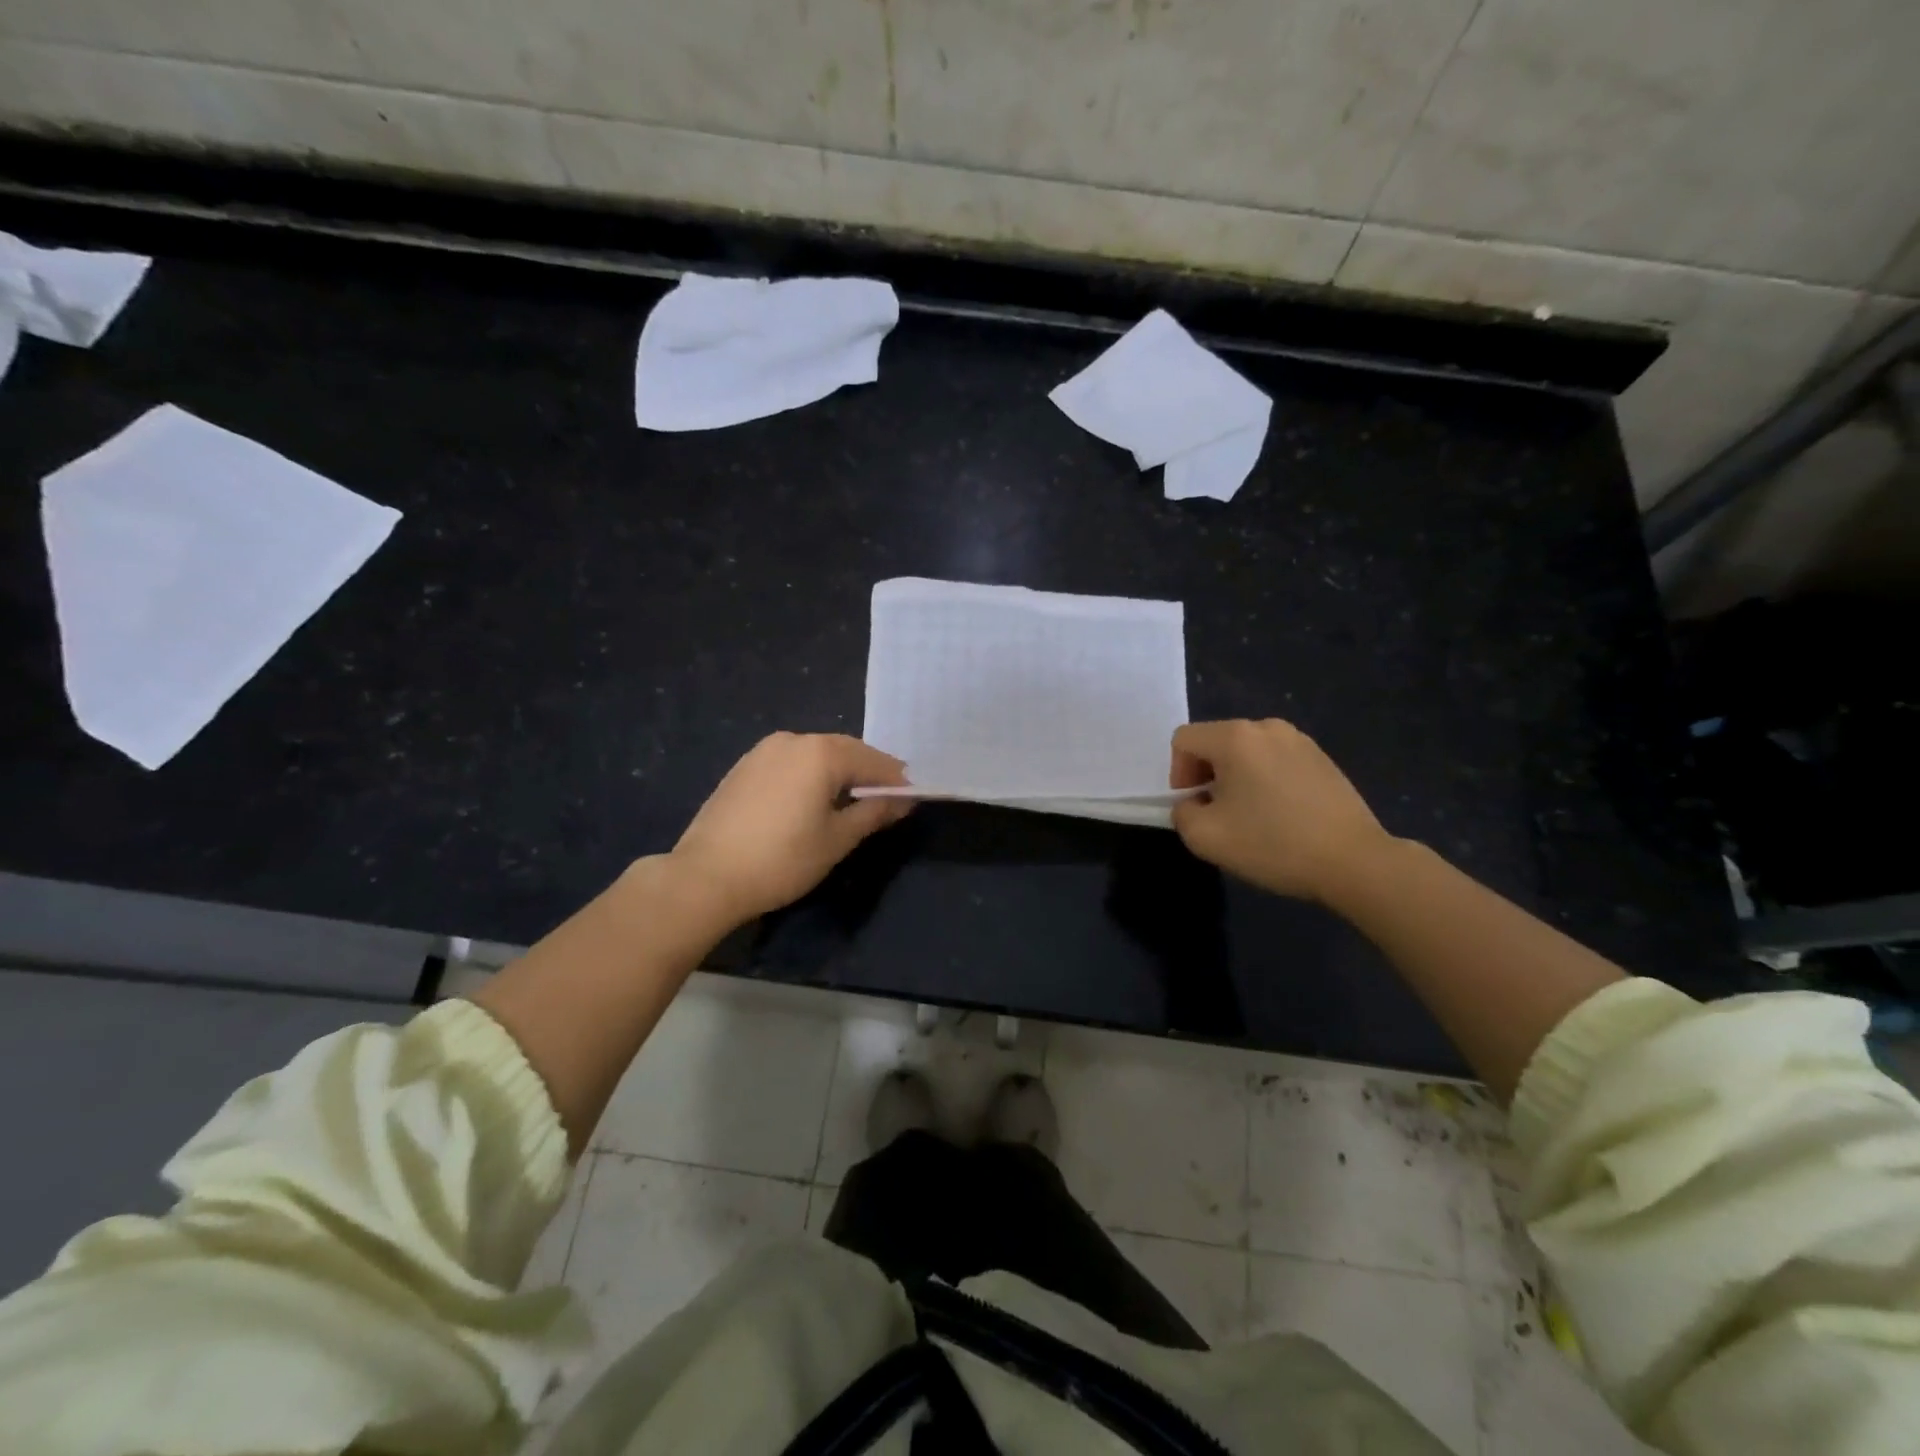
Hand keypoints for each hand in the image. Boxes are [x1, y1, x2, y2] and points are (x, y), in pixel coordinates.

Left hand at [670, 733, 912, 925]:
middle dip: (868, 772)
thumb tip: (904, 800)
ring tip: (850, 801)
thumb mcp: (837, 840)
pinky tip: (812, 799)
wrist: (706, 876)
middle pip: (845, 750)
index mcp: (821, 753)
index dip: (895, 780)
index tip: (910, 798)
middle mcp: (794, 739)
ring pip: (816, 754)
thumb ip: (873, 813)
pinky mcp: (745, 766)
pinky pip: (791, 761)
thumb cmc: (782, 860)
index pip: (873, 761)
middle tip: (885, 800)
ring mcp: (764, 750)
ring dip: (839, 771)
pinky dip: (810, 774)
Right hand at [1170, 719, 1394, 903]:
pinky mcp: (1322, 758)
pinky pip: (1276, 760)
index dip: (1178, 773)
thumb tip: (1194, 803)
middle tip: (1219, 815)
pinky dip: (1266, 781)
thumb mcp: (1206, 837)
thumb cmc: (1274, 844)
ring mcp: (1300, 740)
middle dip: (1207, 775)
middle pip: (1216, 742)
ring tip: (1251, 816)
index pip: (1184, 740)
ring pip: (1247, 752)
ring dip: (1237, 778)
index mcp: (1235, 737)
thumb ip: (1182, 813)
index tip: (1194, 806)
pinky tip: (1281, 815)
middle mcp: (1267, 727)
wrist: (1354, 861)